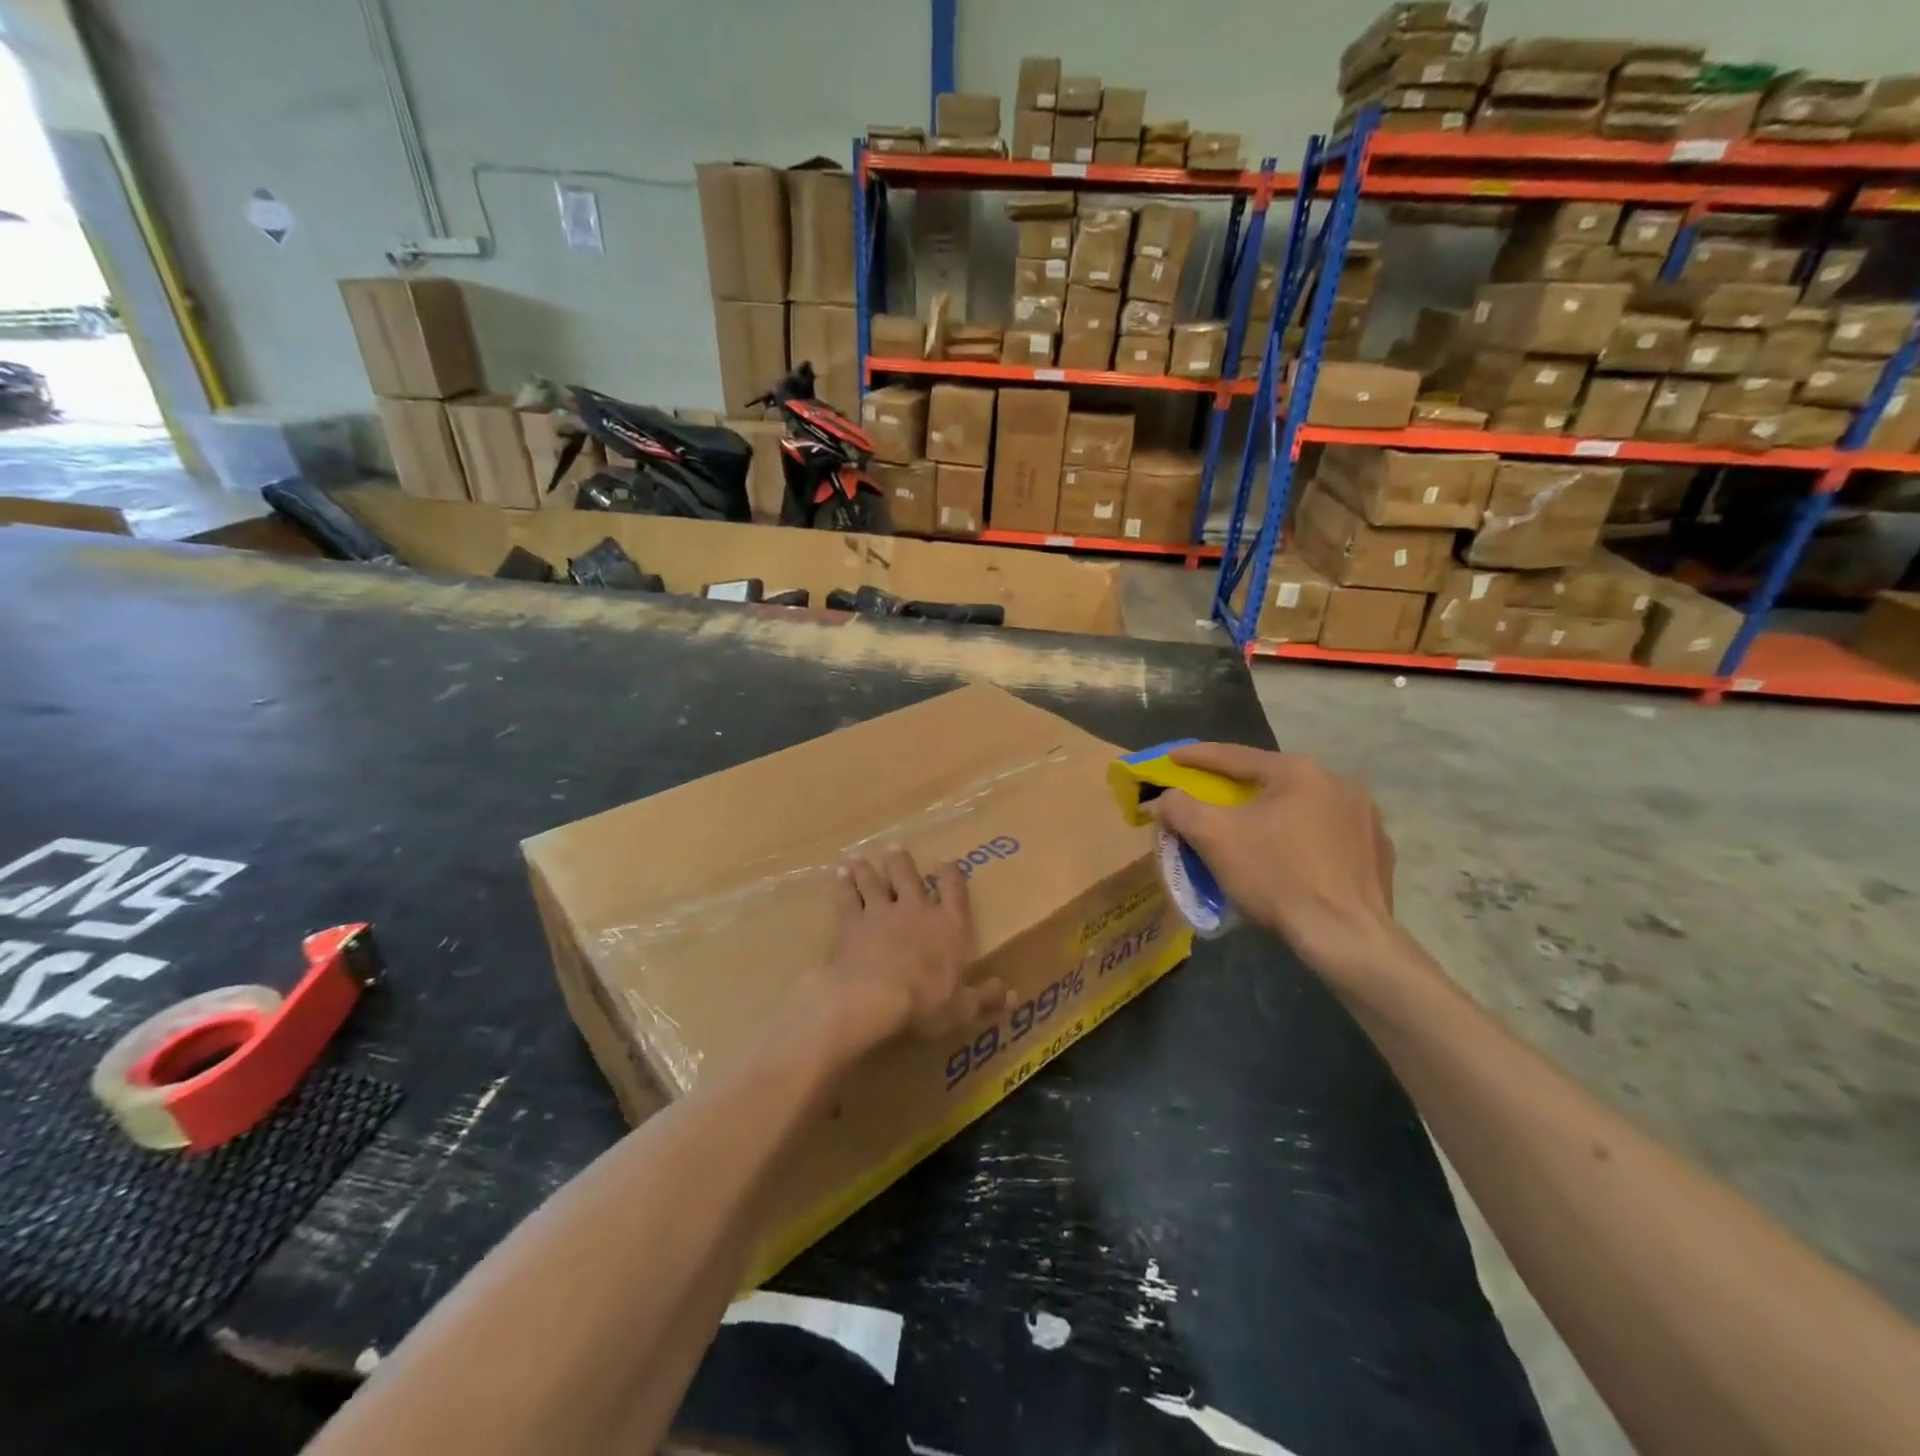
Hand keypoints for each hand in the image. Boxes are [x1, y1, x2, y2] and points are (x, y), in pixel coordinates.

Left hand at [808, 847, 1012, 1053]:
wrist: (870, 998)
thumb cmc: (924, 1003)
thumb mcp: (962, 1009)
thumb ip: (985, 998)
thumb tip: (1013, 996)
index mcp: (949, 926)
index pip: (954, 890)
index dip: (950, 874)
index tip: (946, 862)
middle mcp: (916, 910)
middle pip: (908, 876)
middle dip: (901, 862)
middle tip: (895, 849)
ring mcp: (881, 912)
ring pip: (874, 882)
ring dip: (868, 870)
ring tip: (860, 859)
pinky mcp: (851, 923)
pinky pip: (847, 898)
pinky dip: (843, 886)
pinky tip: (839, 876)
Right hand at [1151, 744, 1408, 996]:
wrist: (1346, 937)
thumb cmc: (1276, 877)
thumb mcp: (1213, 838)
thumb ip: (1181, 807)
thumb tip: (1168, 797)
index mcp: (1299, 772)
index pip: (1235, 756)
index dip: (1196, 756)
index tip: (1171, 757)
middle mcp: (1338, 782)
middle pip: (1271, 781)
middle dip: (1236, 789)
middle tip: (1211, 799)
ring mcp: (1365, 816)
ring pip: (1303, 807)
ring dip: (1274, 814)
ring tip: (1253, 832)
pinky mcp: (1379, 850)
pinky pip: (1329, 834)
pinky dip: (1304, 839)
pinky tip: (1293, 859)